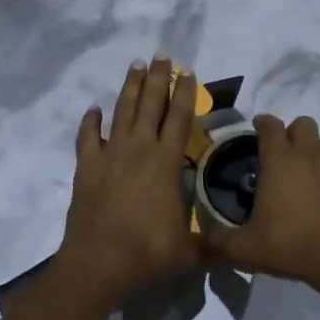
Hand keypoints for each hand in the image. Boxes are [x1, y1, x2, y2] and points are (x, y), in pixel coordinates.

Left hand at [56, 56, 199, 305]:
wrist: (99, 264)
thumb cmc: (148, 254)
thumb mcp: (190, 251)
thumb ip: (211, 243)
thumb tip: (233, 245)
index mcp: (166, 163)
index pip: (180, 118)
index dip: (185, 94)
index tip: (188, 72)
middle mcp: (139, 150)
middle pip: (150, 105)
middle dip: (157, 78)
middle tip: (160, 55)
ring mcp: (110, 156)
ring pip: (121, 112)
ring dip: (129, 88)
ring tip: (135, 65)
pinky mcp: (86, 168)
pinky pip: (87, 138)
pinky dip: (90, 122)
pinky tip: (94, 110)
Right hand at [208, 115, 319, 291]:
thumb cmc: (291, 245)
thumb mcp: (244, 249)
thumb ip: (218, 241)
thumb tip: (201, 238)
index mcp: (280, 160)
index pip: (270, 125)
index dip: (262, 123)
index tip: (255, 130)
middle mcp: (309, 156)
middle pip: (303, 124)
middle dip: (291, 133)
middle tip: (280, 156)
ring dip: (314, 151)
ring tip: (303, 173)